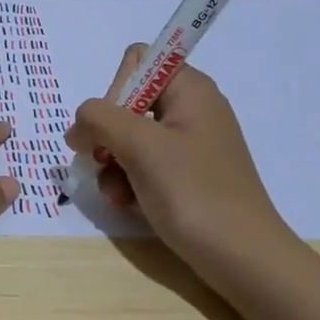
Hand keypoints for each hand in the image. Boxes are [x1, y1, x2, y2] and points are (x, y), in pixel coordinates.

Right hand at [66, 45, 292, 272]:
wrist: (242, 257)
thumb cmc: (194, 193)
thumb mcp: (141, 147)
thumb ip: (99, 120)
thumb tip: (77, 128)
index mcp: (190, 90)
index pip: (138, 62)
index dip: (117, 90)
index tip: (112, 127)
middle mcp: (191, 111)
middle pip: (129, 104)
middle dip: (108, 136)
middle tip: (105, 164)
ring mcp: (190, 147)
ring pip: (130, 141)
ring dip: (114, 167)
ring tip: (118, 196)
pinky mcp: (187, 178)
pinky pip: (145, 168)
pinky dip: (130, 184)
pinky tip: (129, 206)